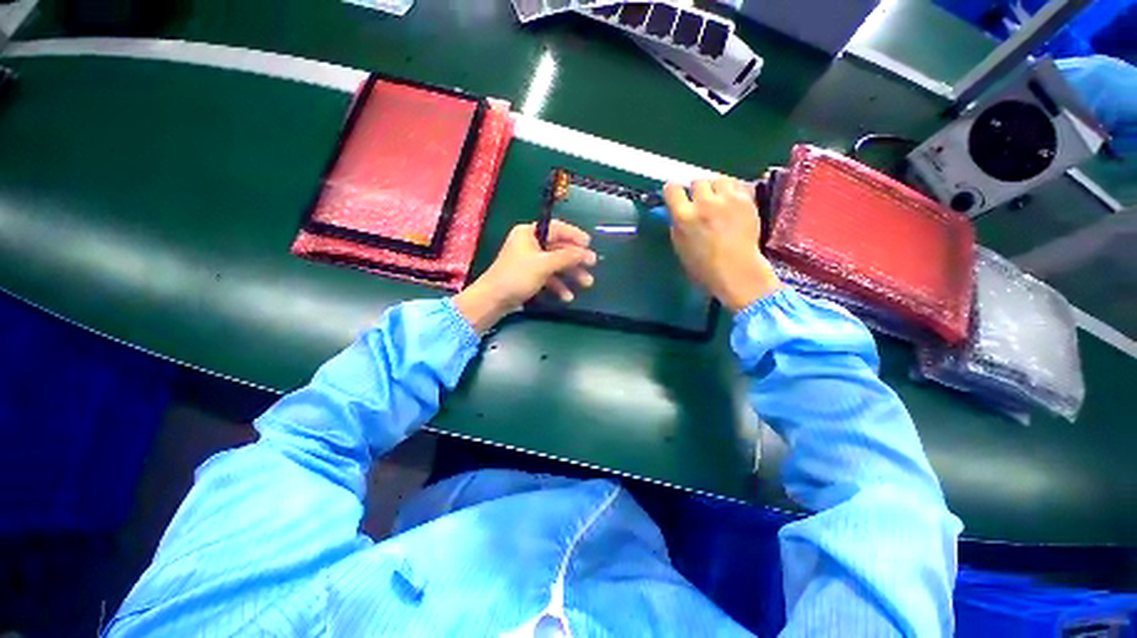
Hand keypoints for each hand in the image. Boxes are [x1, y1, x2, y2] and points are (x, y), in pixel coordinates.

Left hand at [455, 221, 596, 332]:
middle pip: (558, 248)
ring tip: (586, 284)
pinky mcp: (529, 276)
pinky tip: (567, 296)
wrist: (493, 300)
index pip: (556, 228)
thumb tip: (586, 252)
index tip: (589, 244)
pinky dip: (558, 285)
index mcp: (529, 233)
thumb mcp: (544, 265)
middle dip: (575, 259)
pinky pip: (548, 277)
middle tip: (592, 265)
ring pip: (555, 264)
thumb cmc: (517, 276)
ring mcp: (529, 261)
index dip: (574, 235)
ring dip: (570, 274)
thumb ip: (567, 257)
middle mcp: (529, 244)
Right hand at [666, 177, 781, 311]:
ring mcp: (727, 199)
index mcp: (683, 216)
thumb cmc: (702, 266)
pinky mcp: (746, 200)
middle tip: (700, 201)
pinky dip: (733, 191)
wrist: (735, 270)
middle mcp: (704, 203)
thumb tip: (677, 211)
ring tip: (719, 199)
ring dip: (716, 188)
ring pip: (718, 179)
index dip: (673, 191)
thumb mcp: (680, 246)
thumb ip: (677, 224)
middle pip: (697, 181)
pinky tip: (732, 203)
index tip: (675, 195)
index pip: (672, 189)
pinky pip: (737, 185)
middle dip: (697, 190)